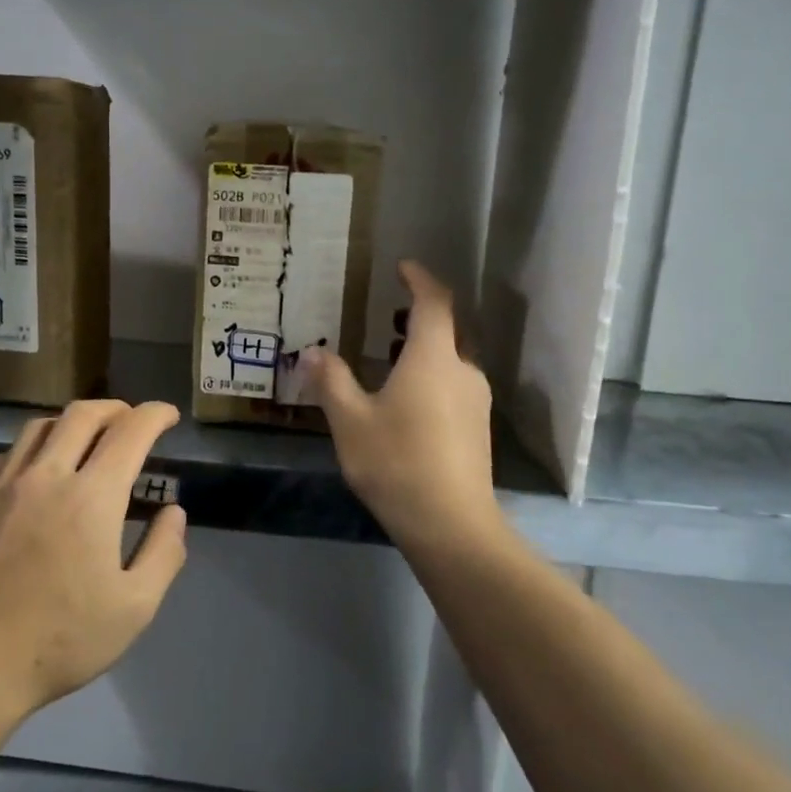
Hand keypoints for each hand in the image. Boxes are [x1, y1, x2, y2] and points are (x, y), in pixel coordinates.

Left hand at [0, 400, 188, 723]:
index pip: (130, 432)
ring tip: (90, 437)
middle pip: (83, 414)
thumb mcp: (135, 608)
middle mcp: (48, 476)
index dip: (155, 415)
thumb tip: (173, 512)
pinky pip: (10, 452)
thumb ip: (164, 553)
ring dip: (74, 421)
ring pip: (41, 426)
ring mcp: (6, 485)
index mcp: (92, 497)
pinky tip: (42, 468)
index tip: (168, 416)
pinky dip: (36, 445)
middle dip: (117, 408)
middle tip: (133, 422)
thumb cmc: (61, 640)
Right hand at [301, 261, 505, 558]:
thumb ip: (331, 381)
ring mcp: (476, 401)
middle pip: (448, 329)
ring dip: (426, 349)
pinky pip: (455, 385)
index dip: (420, 280)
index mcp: (433, 358)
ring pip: (453, 360)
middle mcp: (462, 370)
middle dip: (421, 316)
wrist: (451, 524)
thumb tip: (312, 352)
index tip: (403, 267)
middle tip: (389, 316)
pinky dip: (433, 376)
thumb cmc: (396, 463)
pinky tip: (408, 401)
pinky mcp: (478, 428)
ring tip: (393, 357)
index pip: (434, 302)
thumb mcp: (350, 421)